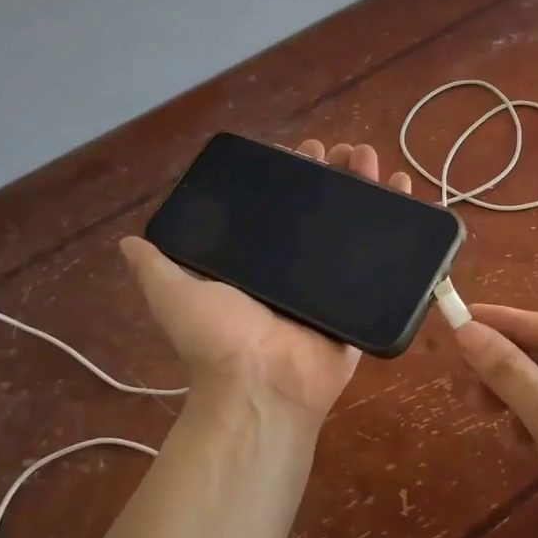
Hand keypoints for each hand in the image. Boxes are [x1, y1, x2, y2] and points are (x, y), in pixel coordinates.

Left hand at [119, 140, 413, 426]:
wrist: (265, 387)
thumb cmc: (220, 339)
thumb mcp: (175, 295)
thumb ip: (156, 267)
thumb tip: (129, 241)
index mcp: (261, 258)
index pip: (280, 203)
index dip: (294, 173)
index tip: (304, 150)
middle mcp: (298, 265)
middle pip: (324, 207)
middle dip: (337, 173)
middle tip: (348, 152)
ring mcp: (334, 281)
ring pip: (357, 224)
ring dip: (369, 187)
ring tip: (375, 161)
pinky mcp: (363, 298)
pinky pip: (386, 260)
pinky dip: (401, 226)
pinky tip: (409, 194)